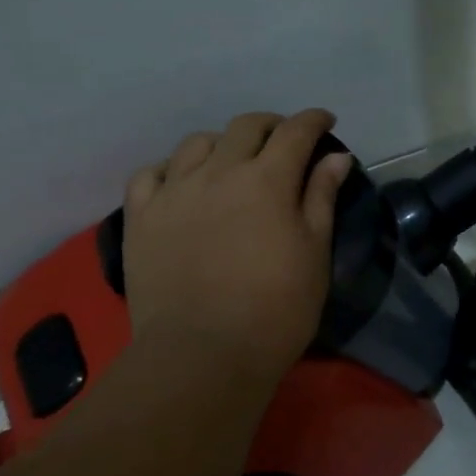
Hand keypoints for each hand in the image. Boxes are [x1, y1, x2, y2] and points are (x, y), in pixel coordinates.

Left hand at [122, 109, 351, 388]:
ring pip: (197, 143)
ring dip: (222, 144)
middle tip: (283, 142)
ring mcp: (173, 191)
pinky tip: (181, 183)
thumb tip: (335, 156)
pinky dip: (171, 169)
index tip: (325, 122)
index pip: (295, 132)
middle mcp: (218, 172)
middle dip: (271, 126)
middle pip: (245, 127)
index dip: (313, 120)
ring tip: (231, 162)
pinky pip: (150, 174)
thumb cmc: (275, 310)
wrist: (202, 355)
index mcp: (267, 180)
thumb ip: (321, 198)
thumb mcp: (313, 254)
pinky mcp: (140, 216)